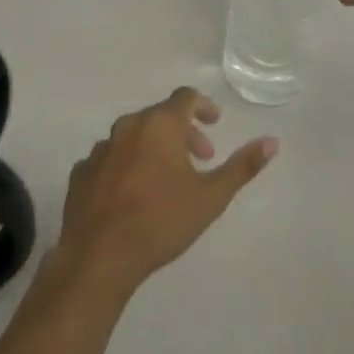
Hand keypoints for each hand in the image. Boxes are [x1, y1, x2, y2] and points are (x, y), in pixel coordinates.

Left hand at [53, 88, 276, 301]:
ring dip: (154, 148)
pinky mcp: (81, 173)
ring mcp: (100, 149)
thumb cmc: (161, 221)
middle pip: (160, 116)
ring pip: (133, 136)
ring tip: (167, 178)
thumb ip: (242, 166)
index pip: (185, 98)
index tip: (215, 124)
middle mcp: (127, 127)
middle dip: (184, 132)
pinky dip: (126, 165)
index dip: (204, 106)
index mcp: (159, 125)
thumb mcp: (211, 196)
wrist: (98, 256)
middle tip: (201, 158)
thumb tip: (272, 141)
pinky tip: (132, 193)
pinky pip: (110, 159)